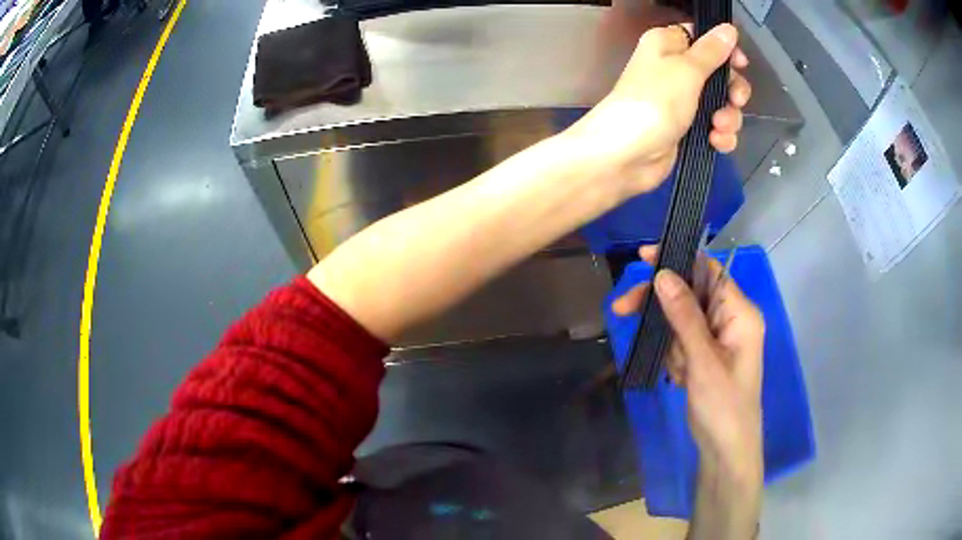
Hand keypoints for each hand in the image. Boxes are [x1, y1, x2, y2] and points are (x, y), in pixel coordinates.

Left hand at [565, 23, 751, 197]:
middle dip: (732, 89)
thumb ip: (711, 51)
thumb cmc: (654, 103)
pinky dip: (720, 135)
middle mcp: (675, 69)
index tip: (740, 64)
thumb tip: (728, 28)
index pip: (703, 37)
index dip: (725, 49)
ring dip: (728, 116)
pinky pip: (715, 127)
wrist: (625, 155)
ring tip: (718, 126)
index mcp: (667, 45)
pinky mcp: (687, 129)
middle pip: (719, 72)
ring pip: (721, 103)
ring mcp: (682, 101)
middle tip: (734, 100)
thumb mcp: (686, 70)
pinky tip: (716, 142)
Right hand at [612, 246, 763, 533]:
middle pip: (689, 293)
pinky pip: (680, 341)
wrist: (725, 450)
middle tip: (621, 308)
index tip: (642, 257)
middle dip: (660, 305)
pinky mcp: (705, 354)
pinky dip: (673, 357)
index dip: (677, 258)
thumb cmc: (722, 405)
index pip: (708, 270)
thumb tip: (662, 273)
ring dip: (669, 342)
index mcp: (739, 312)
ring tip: (678, 372)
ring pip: (680, 320)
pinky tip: (680, 379)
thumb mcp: (703, 360)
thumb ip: (684, 315)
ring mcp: (717, 337)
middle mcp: (730, 318)